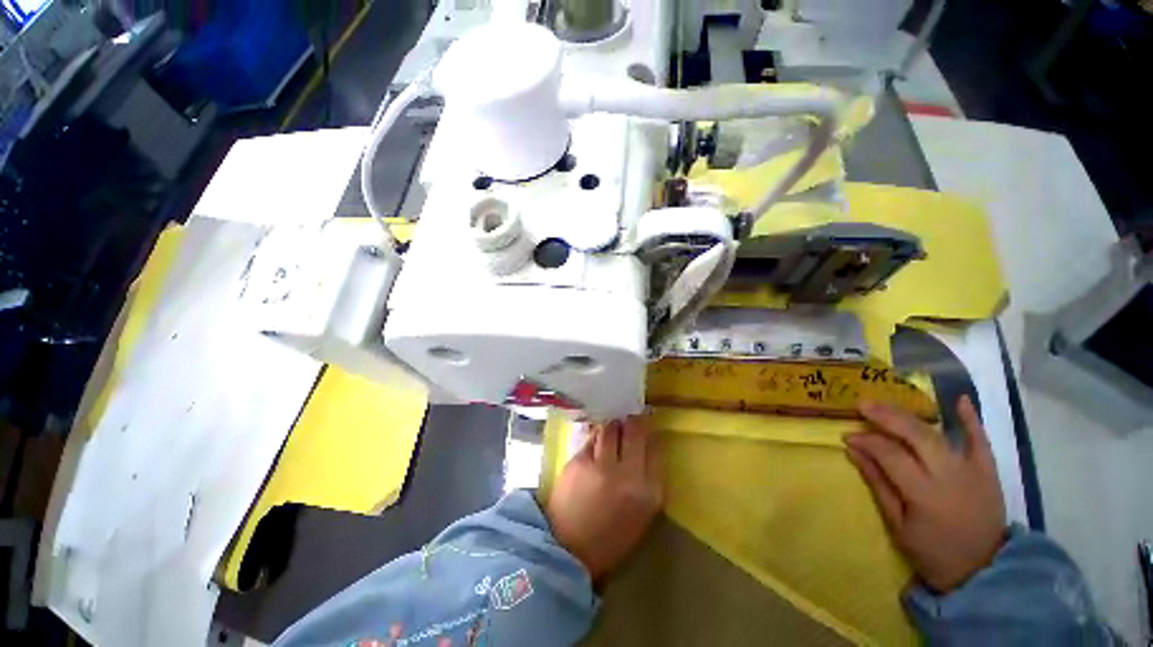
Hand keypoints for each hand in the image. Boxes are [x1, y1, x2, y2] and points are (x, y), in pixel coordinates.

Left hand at [545, 417, 663, 580]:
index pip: (656, 448)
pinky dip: (596, 435)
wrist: (569, 550)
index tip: (648, 427)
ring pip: (611, 429)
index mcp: (649, 493)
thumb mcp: (641, 514)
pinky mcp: (580, 461)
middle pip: (635, 432)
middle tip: (630, 419)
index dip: (651, 434)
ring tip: (613, 426)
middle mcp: (629, 475)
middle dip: (634, 422)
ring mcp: (602, 465)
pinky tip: (596, 439)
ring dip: (613, 425)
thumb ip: (647, 479)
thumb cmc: (610, 537)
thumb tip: (647, 446)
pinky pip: (592, 438)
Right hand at [845, 396, 1006, 593]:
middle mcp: (949, 475)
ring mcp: (972, 471)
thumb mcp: (898, 525)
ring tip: (885, 403)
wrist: (984, 571)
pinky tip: (959, 399)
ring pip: (938, 434)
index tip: (846, 437)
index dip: (866, 442)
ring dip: (909, 415)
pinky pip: (981, 440)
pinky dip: (971, 419)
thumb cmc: (933, 552)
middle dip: (885, 417)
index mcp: (924, 493)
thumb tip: (853, 451)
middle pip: (915, 436)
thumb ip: (878, 484)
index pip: (890, 455)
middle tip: (861, 406)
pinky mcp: (988, 471)